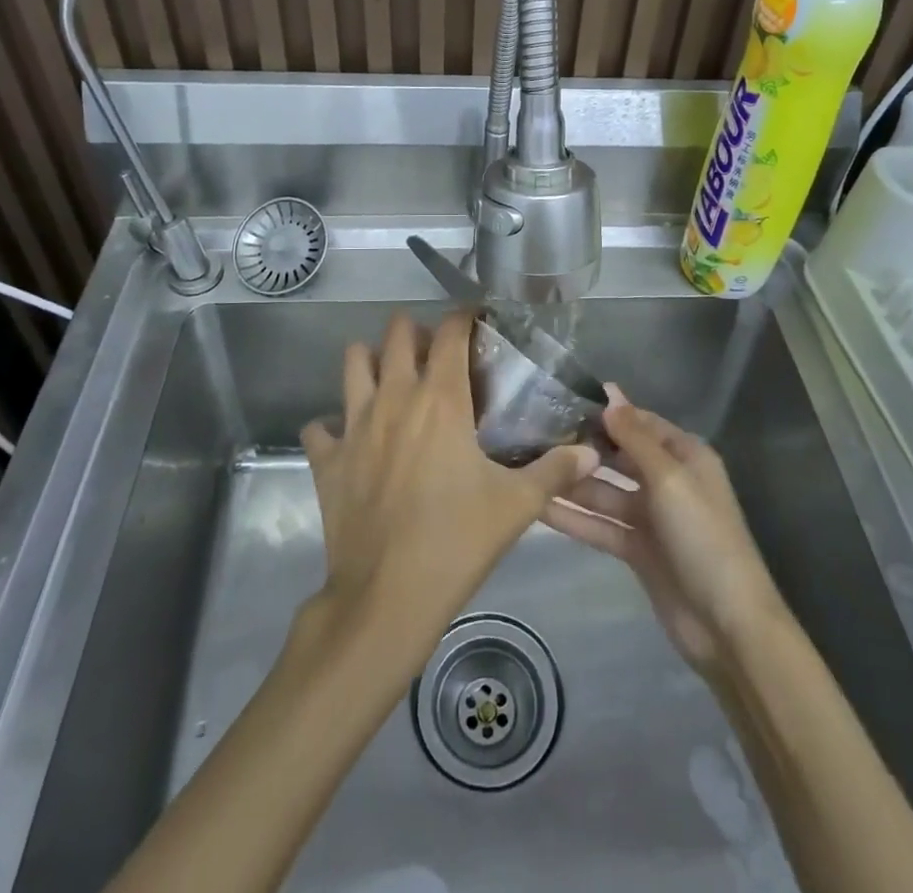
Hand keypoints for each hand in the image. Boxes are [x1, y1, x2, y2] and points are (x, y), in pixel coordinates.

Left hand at [300, 311, 599, 646]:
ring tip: (390, 378)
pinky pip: (320, 426)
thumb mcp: (518, 505)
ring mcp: (354, 425)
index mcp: (440, 399)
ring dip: (371, 360)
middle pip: (396, 334)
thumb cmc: (457, 540)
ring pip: (353, 363)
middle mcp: (394, 397)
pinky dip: (333, 425)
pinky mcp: (327, 459)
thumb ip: (556, 470)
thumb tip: (592, 451)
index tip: (476, 320)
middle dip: (415, 331)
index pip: (450, 333)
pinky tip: (349, 438)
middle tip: (434, 353)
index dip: (463, 317)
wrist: (388, 596)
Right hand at [541, 395, 785, 674]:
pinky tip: (539, 507)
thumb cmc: (703, 536)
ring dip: (573, 484)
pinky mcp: (636, 550)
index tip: (564, 399)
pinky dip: (575, 518)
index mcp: (685, 456)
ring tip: (529, 468)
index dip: (608, 412)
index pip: (640, 423)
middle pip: (619, 456)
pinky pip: (601, 525)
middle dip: (584, 447)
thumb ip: (635, 437)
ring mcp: (651, 517)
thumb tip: (610, 394)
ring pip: (605, 492)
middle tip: (534, 434)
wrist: (726, 624)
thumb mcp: (670, 478)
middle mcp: (667, 481)